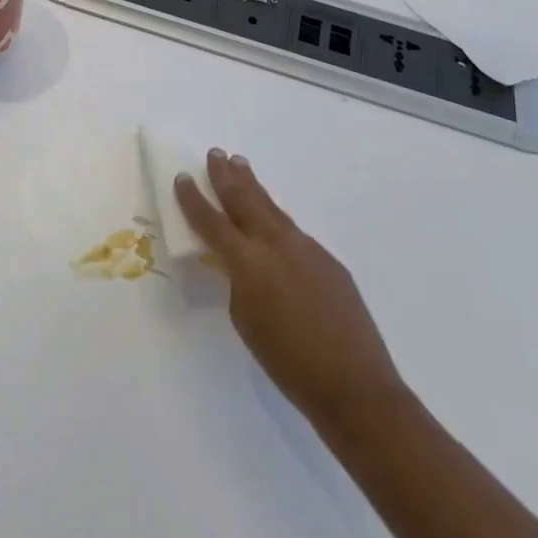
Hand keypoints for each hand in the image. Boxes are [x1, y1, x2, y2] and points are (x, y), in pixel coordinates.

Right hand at [175, 150, 404, 430]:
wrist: (354, 385)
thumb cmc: (288, 363)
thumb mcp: (246, 322)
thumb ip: (237, 283)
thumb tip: (240, 265)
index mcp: (248, 263)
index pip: (212, 222)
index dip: (194, 199)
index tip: (182, 177)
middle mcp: (275, 244)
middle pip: (245, 199)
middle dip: (226, 175)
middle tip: (215, 153)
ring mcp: (305, 248)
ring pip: (272, 208)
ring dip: (253, 186)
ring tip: (240, 164)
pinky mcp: (327, 259)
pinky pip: (293, 231)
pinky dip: (276, 217)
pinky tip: (272, 219)